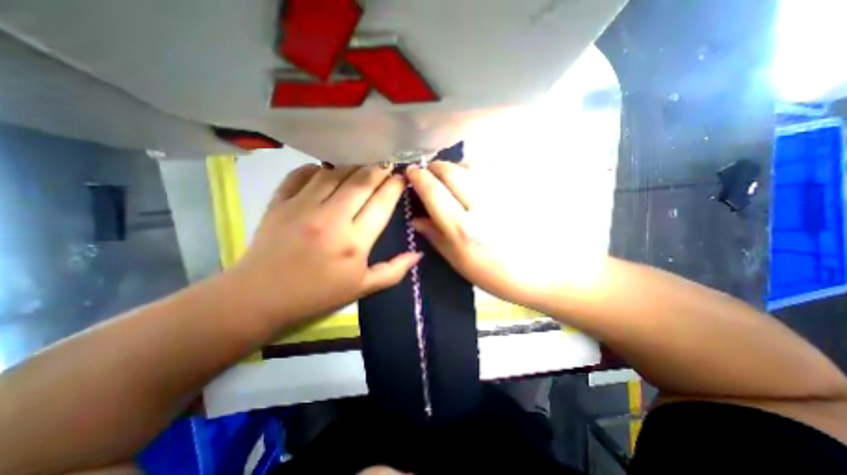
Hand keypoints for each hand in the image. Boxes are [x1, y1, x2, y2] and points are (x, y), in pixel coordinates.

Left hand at [229, 163, 419, 322]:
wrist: (260, 297)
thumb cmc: (318, 295)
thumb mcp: (362, 288)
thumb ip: (394, 271)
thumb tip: (418, 254)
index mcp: (354, 242)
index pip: (382, 203)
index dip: (395, 186)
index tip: (402, 177)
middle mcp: (331, 219)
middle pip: (361, 181)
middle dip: (379, 168)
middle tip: (387, 164)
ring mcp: (303, 207)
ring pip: (334, 172)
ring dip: (352, 165)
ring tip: (362, 164)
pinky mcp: (280, 202)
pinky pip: (302, 174)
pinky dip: (317, 168)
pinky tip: (326, 170)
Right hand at [405, 161, 545, 308]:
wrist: (547, 273)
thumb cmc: (498, 275)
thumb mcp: (460, 263)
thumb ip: (436, 237)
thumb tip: (416, 219)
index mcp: (463, 229)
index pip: (433, 192)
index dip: (418, 178)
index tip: (411, 173)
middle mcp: (481, 206)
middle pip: (451, 171)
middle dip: (435, 167)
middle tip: (431, 174)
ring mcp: (503, 194)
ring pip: (472, 163)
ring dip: (456, 166)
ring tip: (454, 176)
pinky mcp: (520, 189)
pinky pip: (494, 166)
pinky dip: (478, 166)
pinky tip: (477, 176)